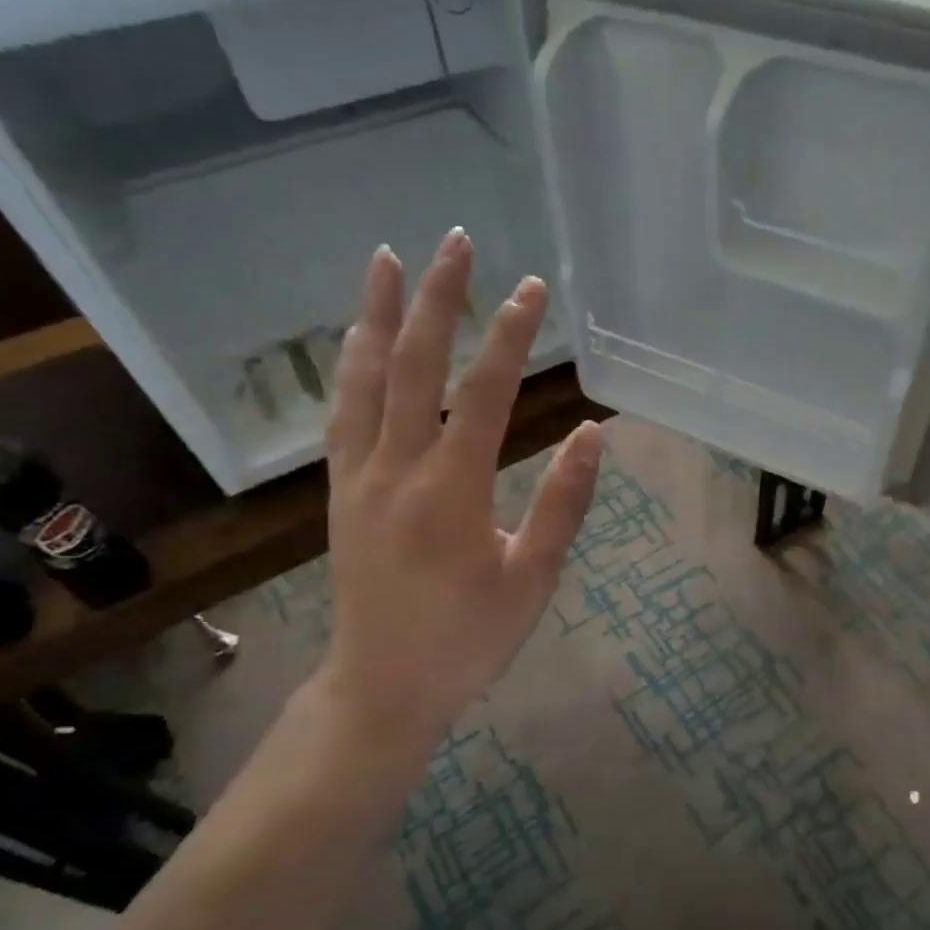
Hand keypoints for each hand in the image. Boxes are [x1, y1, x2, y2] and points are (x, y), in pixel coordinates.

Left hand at [308, 230, 601, 778]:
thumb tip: (591, 432)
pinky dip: (349, 365)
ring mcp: (357, 477)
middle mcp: (396, 469)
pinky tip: (356, 339)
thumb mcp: (532, 580)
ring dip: (375, 314)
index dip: (509, 335)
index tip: (532, 288)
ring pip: (362, 379)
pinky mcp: (338, 491)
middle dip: (437, 298)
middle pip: (412, 364)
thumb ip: (563, 504)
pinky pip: (341, 413)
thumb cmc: (467, 639)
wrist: (382, 688)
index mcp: (451, 491)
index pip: (483, 392)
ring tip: (384, 260)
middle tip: (456, 242)